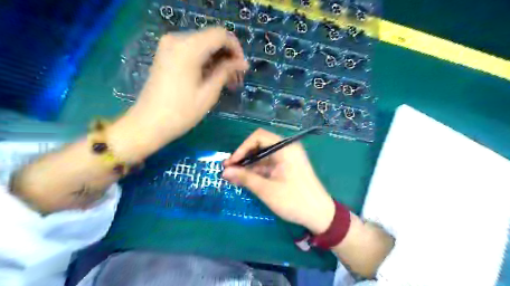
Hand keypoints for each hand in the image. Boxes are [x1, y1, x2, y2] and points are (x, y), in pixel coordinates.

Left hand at [111, 28, 248, 161]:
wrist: (148, 123)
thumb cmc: (181, 112)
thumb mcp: (208, 93)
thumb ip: (226, 72)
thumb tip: (243, 63)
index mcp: (188, 48)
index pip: (221, 35)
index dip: (236, 48)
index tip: (242, 68)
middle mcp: (177, 40)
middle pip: (212, 38)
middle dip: (228, 56)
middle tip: (237, 78)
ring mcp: (169, 46)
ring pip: (203, 45)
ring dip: (218, 60)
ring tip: (228, 82)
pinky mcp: (167, 54)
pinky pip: (192, 51)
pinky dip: (206, 61)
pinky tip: (213, 78)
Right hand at [222, 130, 334, 233]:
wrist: (320, 215)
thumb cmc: (295, 201)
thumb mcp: (267, 190)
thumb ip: (245, 178)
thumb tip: (225, 171)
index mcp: (285, 148)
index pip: (258, 137)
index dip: (242, 148)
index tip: (231, 163)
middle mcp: (286, 149)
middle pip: (260, 145)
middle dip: (243, 157)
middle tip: (228, 169)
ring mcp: (287, 158)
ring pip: (262, 156)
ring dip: (248, 165)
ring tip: (232, 177)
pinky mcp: (286, 167)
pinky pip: (268, 164)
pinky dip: (256, 171)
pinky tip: (244, 179)